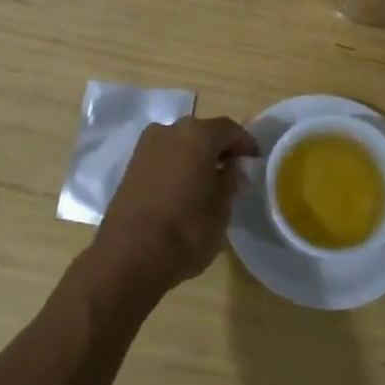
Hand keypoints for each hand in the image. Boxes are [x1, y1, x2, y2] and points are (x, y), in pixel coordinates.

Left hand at [87, 116, 258, 302]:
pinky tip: (184, 190)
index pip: (229, 129)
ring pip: (180, 145)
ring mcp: (145, 147)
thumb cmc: (186, 229)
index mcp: (197, 134)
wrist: (129, 255)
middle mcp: (169, 131)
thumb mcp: (222, 209)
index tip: (255, 159)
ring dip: (195, 158)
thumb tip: (232, 170)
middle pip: (202, 133)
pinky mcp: (130, 167)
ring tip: (208, 183)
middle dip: (218, 149)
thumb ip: (230, 183)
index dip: (245, 143)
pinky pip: (163, 159)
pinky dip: (176, 168)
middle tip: (233, 170)